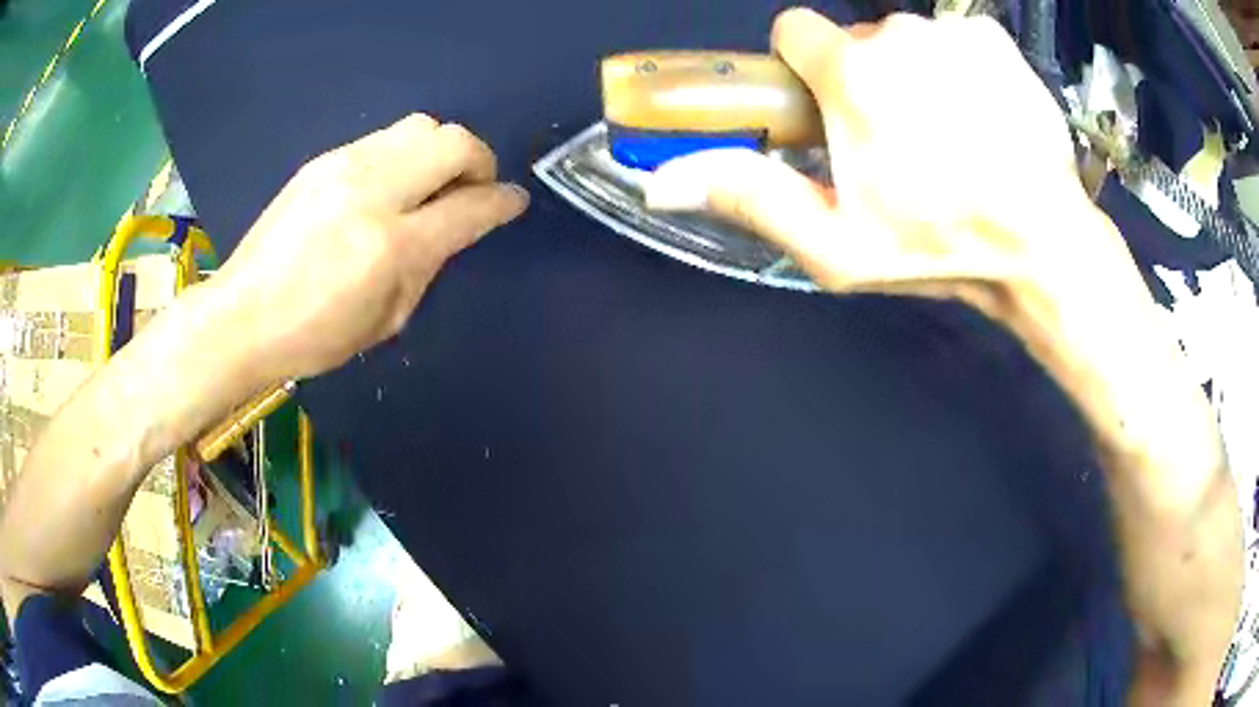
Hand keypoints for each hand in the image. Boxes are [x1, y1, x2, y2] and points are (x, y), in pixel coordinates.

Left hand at [215, 114, 527, 381]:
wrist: (242, 316)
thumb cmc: (314, 336)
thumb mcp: (386, 320)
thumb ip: (427, 266)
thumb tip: (452, 227)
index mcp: (390, 246)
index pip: (469, 206)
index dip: (502, 201)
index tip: (513, 202)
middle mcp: (372, 191)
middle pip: (453, 141)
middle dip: (479, 160)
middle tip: (473, 188)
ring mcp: (344, 167)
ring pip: (421, 126)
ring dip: (442, 151)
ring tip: (431, 183)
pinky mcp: (323, 160)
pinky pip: (384, 138)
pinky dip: (404, 155)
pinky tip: (389, 186)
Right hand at [647, 9, 1241, 704]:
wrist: (1045, 249)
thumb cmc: (942, 251)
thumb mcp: (836, 246)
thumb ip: (752, 198)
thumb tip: (664, 180)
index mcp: (853, 73)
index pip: (793, 31)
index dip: (804, 69)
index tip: (832, 111)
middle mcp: (899, 34)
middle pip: (854, 41)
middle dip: (864, 83)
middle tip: (904, 146)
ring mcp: (954, 32)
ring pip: (906, 41)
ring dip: (914, 80)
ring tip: (950, 139)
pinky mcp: (995, 40)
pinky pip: (954, 41)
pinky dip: (958, 70)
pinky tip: (983, 120)